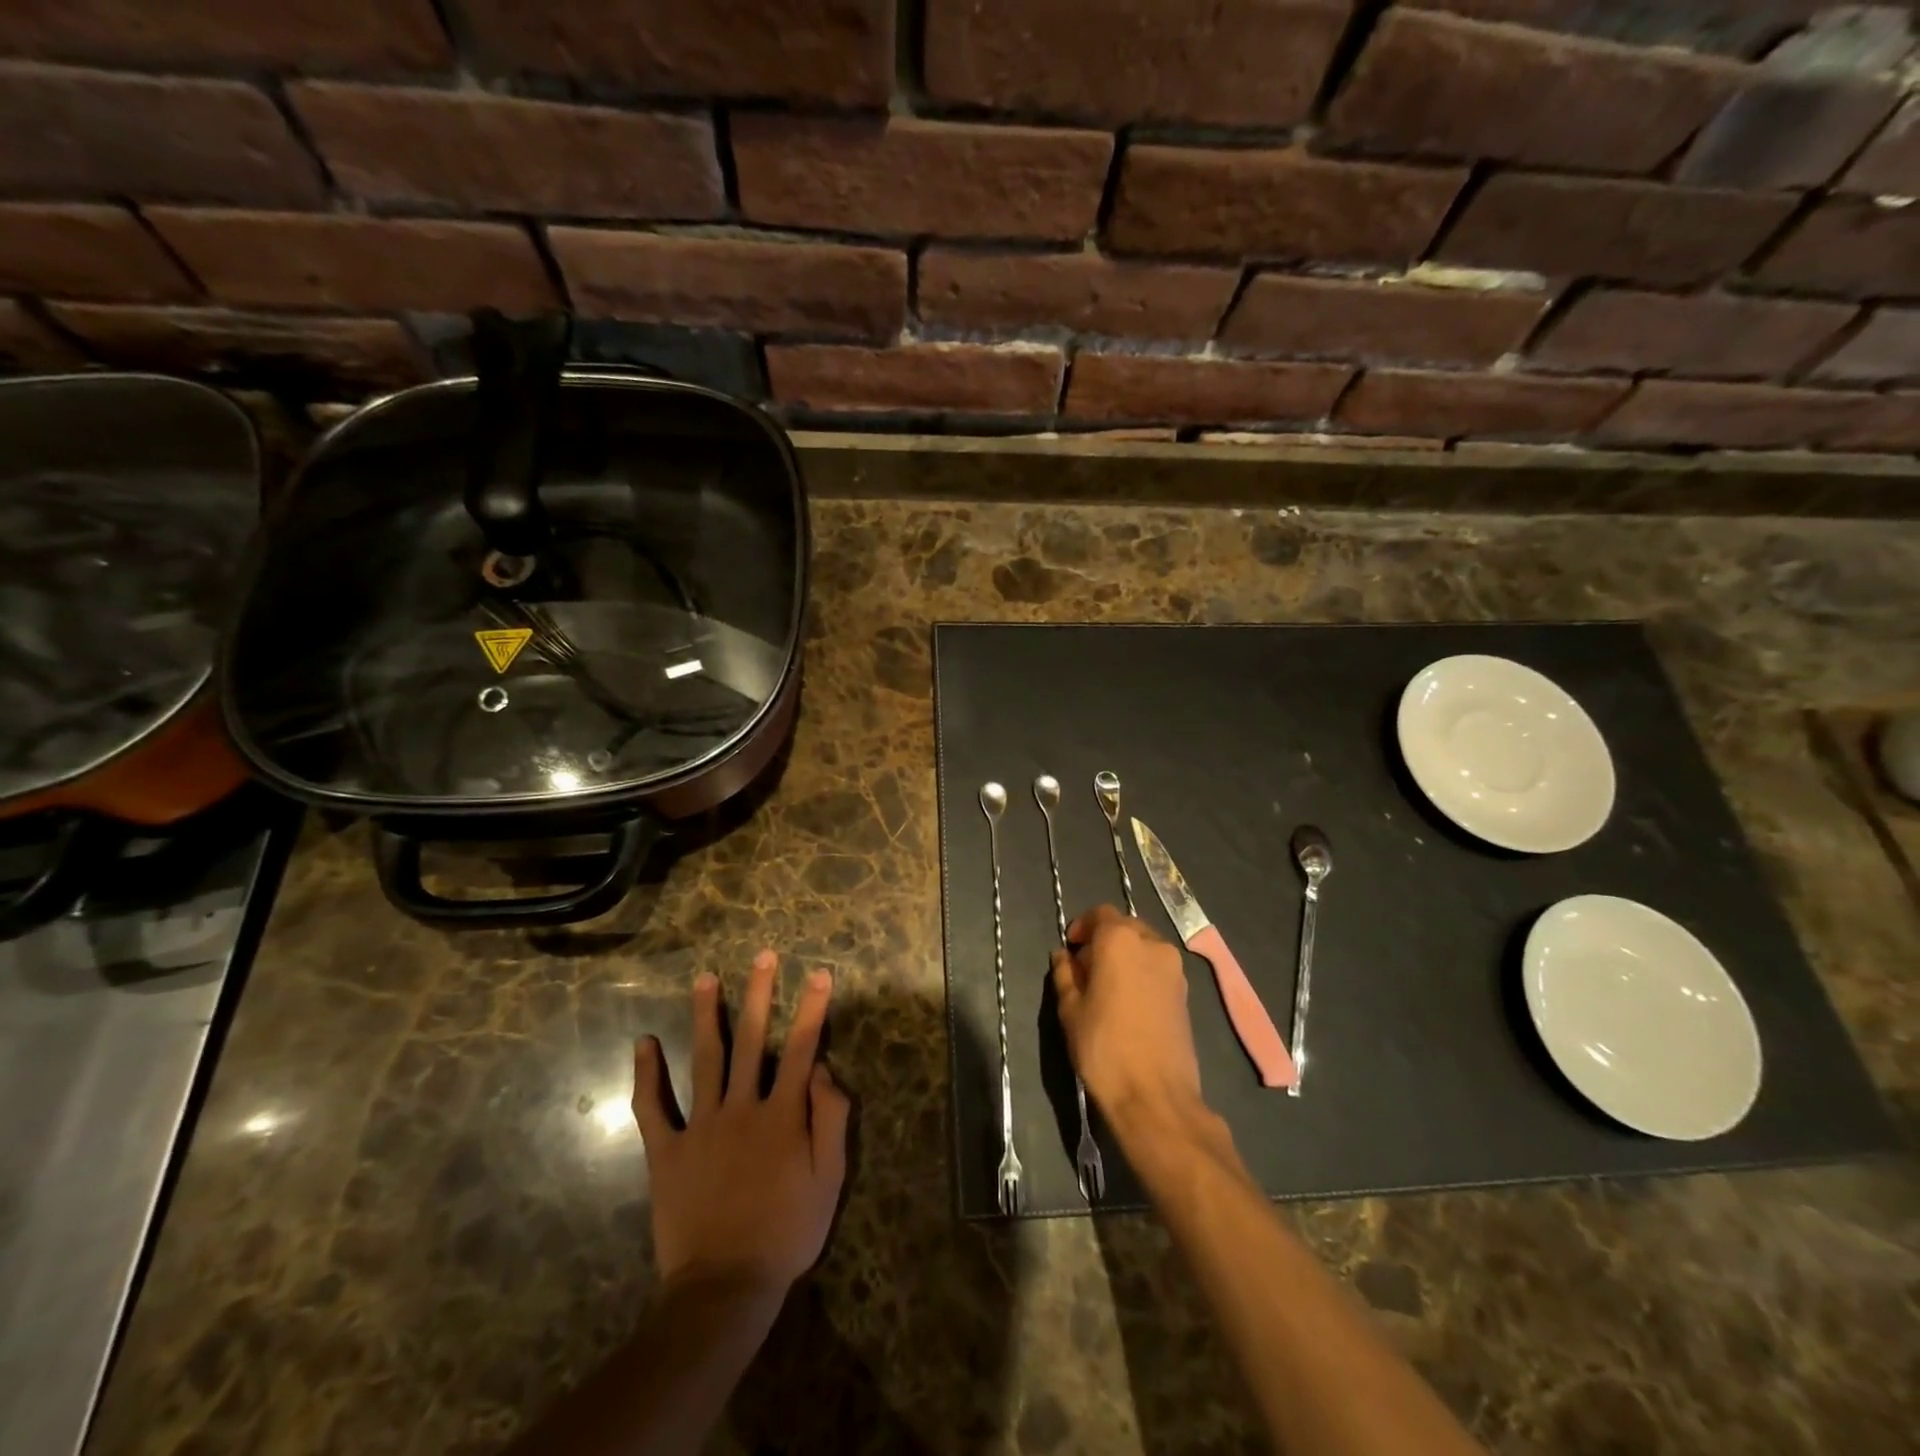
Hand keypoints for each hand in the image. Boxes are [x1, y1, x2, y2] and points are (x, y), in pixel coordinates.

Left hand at [632, 950, 849, 1297]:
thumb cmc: (786, 1232)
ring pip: (705, 1059)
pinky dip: (646, 1075)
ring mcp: (700, 1126)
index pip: (803, 1049)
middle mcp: (742, 1107)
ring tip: (705, 977)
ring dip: (707, 1015)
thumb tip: (824, 1070)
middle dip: (760, 994)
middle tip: (763, 956)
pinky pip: (652, 1108)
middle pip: (753, 1040)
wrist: (725, 1287)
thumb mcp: (828, 1180)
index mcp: (782, 1114)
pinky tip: (644, 1043)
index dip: (813, 1009)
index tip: (820, 973)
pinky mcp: (667, 1151)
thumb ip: (830, 1120)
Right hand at [1051, 905, 1206, 1128]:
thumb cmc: (1104, 1047)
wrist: (1156, 1095)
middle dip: (1104, 940)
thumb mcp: (1071, 1009)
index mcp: (1120, 940)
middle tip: (1085, 968)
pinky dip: (1141, 972)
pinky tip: (1128, 1002)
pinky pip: (1157, 968)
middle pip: (1125, 927)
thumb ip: (1065, 975)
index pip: (1100, 914)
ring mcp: (1174, 968)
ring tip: (1107, 986)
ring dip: (1124, 956)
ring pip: (1144, 946)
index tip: (1070, 949)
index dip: (1082, 926)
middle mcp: (1152, 944)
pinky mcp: (1186, 992)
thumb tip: (1064, 956)